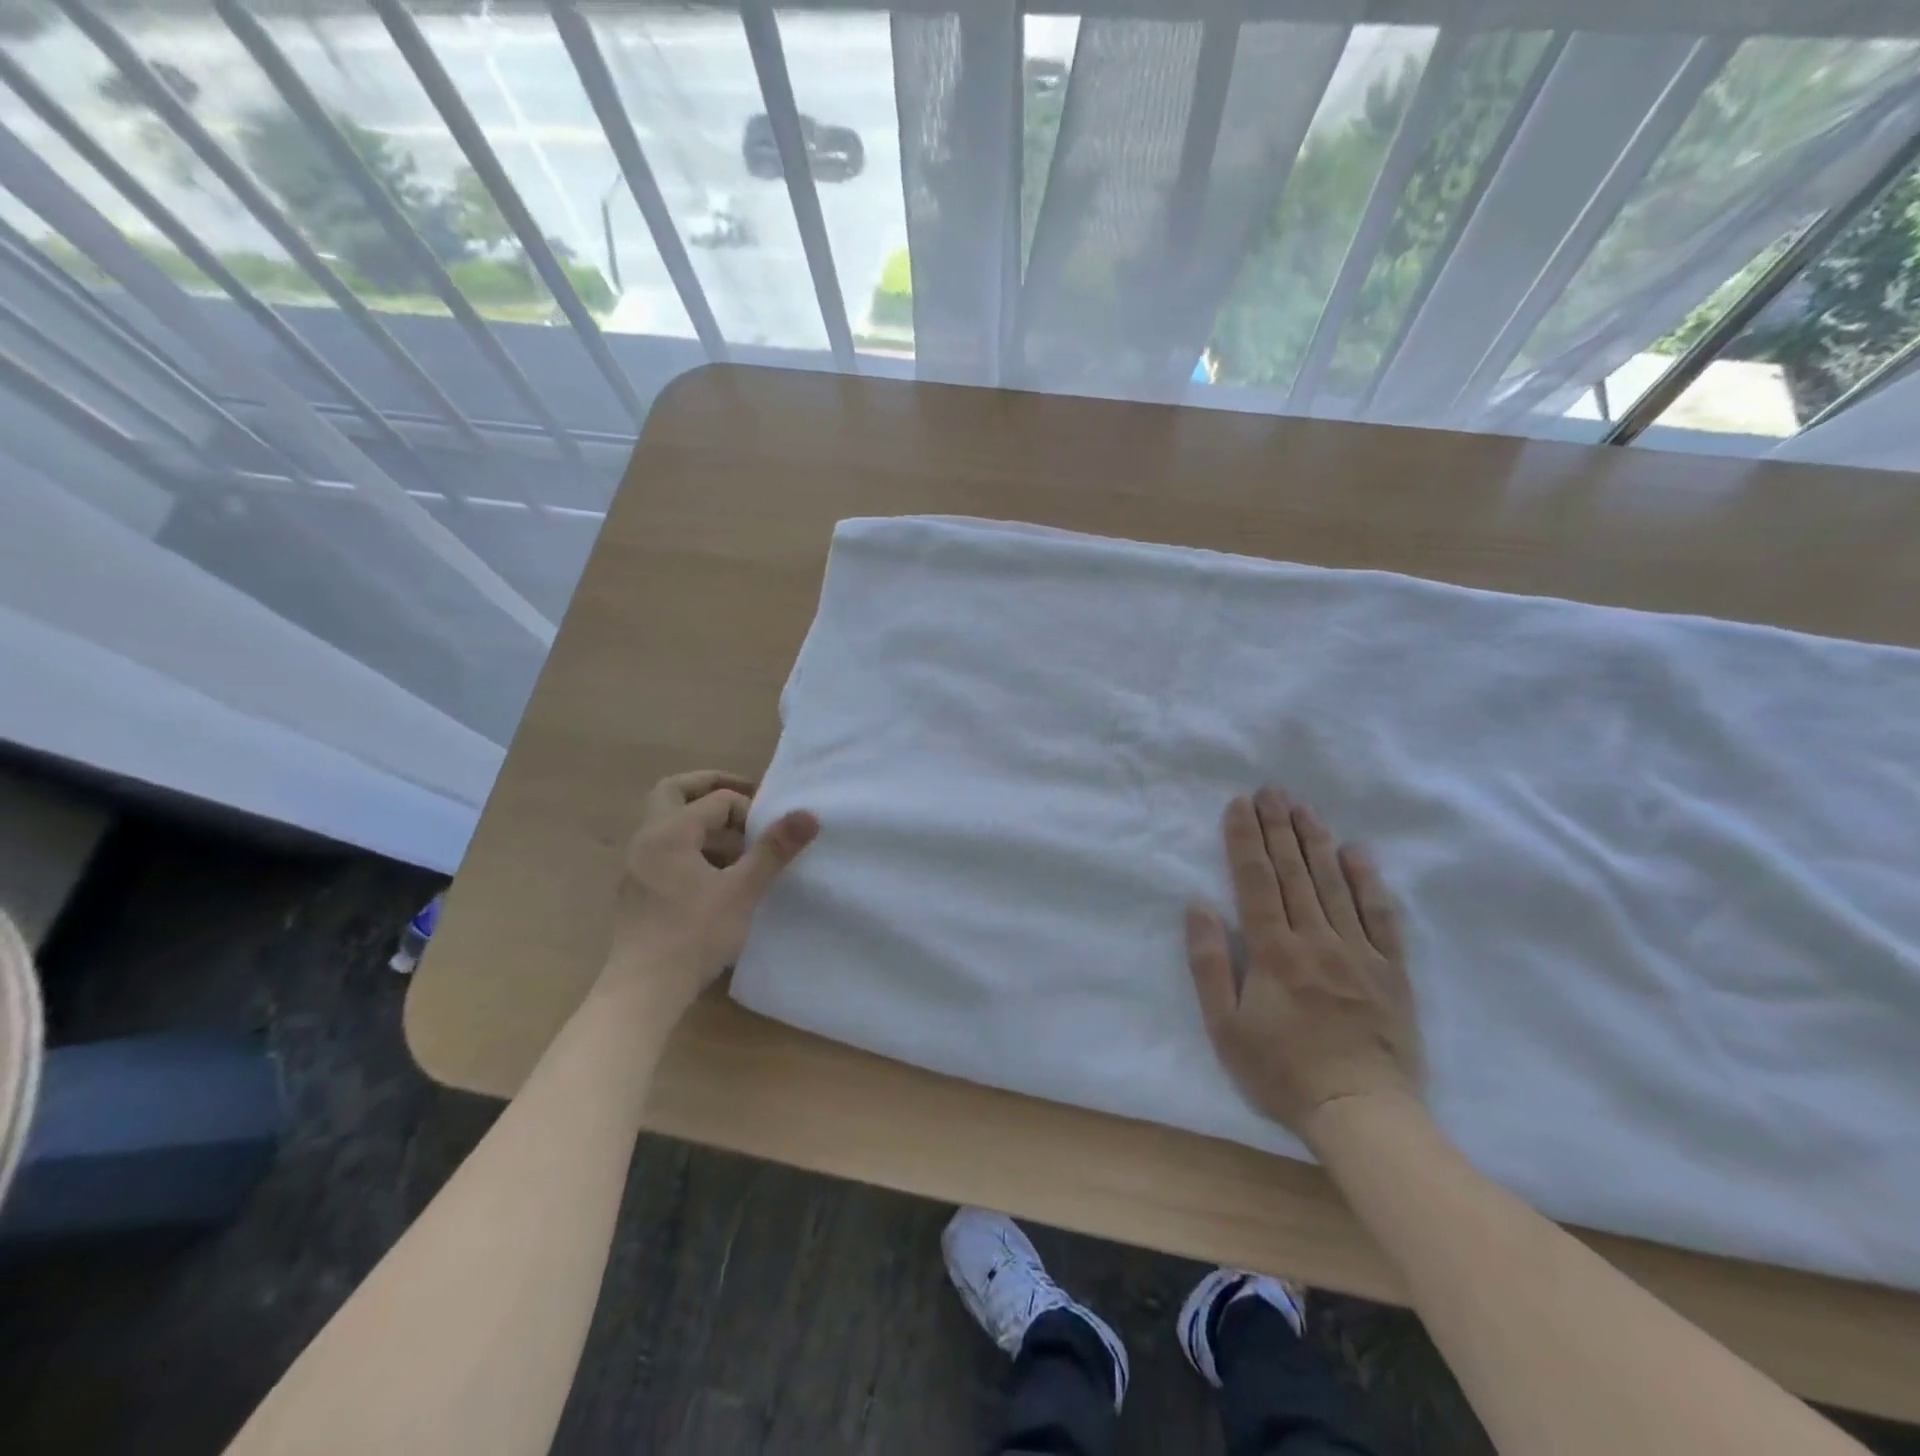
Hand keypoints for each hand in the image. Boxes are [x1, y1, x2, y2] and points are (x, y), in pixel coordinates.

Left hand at [607, 770, 818, 1008]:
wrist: (642, 991)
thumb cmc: (693, 936)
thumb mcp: (742, 891)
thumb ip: (774, 850)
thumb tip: (808, 814)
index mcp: (668, 831)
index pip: (717, 800)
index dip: (749, 811)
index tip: (769, 837)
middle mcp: (646, 839)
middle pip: (675, 791)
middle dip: (711, 788)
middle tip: (745, 798)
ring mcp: (636, 865)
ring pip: (668, 821)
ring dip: (703, 821)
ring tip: (738, 844)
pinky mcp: (637, 889)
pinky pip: (665, 848)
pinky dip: (692, 846)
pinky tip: (716, 876)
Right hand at [1185, 786, 1421, 1148]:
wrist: (1361, 1113)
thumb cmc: (1281, 1072)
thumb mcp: (1225, 1027)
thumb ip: (1210, 963)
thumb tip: (1198, 905)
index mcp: (1274, 951)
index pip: (1255, 881)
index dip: (1245, 840)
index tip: (1239, 805)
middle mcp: (1316, 940)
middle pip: (1294, 873)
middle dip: (1278, 827)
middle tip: (1271, 790)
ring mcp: (1358, 952)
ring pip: (1333, 884)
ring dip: (1316, 842)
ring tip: (1304, 808)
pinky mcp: (1390, 970)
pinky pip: (1380, 915)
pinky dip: (1368, 881)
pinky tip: (1358, 852)